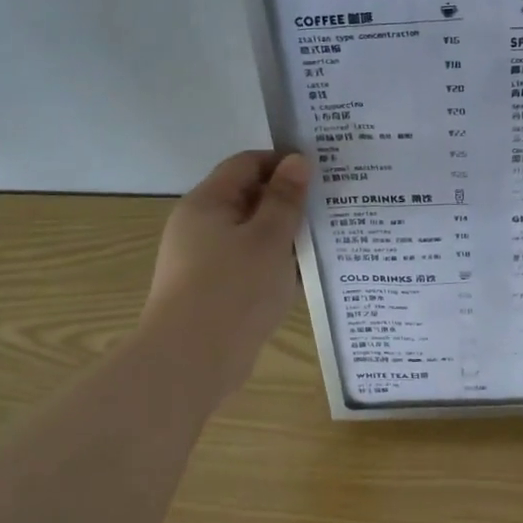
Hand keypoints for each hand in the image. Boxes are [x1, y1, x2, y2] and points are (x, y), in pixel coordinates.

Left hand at [141, 150, 310, 400]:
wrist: (191, 361)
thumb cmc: (233, 289)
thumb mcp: (269, 238)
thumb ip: (285, 199)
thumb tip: (297, 160)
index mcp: (207, 203)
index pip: (247, 164)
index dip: (283, 163)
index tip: (321, 173)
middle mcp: (199, 226)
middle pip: (248, 199)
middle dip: (288, 202)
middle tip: (331, 207)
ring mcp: (203, 261)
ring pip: (251, 235)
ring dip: (284, 237)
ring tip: (325, 242)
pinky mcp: (212, 291)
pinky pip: (248, 266)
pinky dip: (273, 265)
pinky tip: (302, 277)